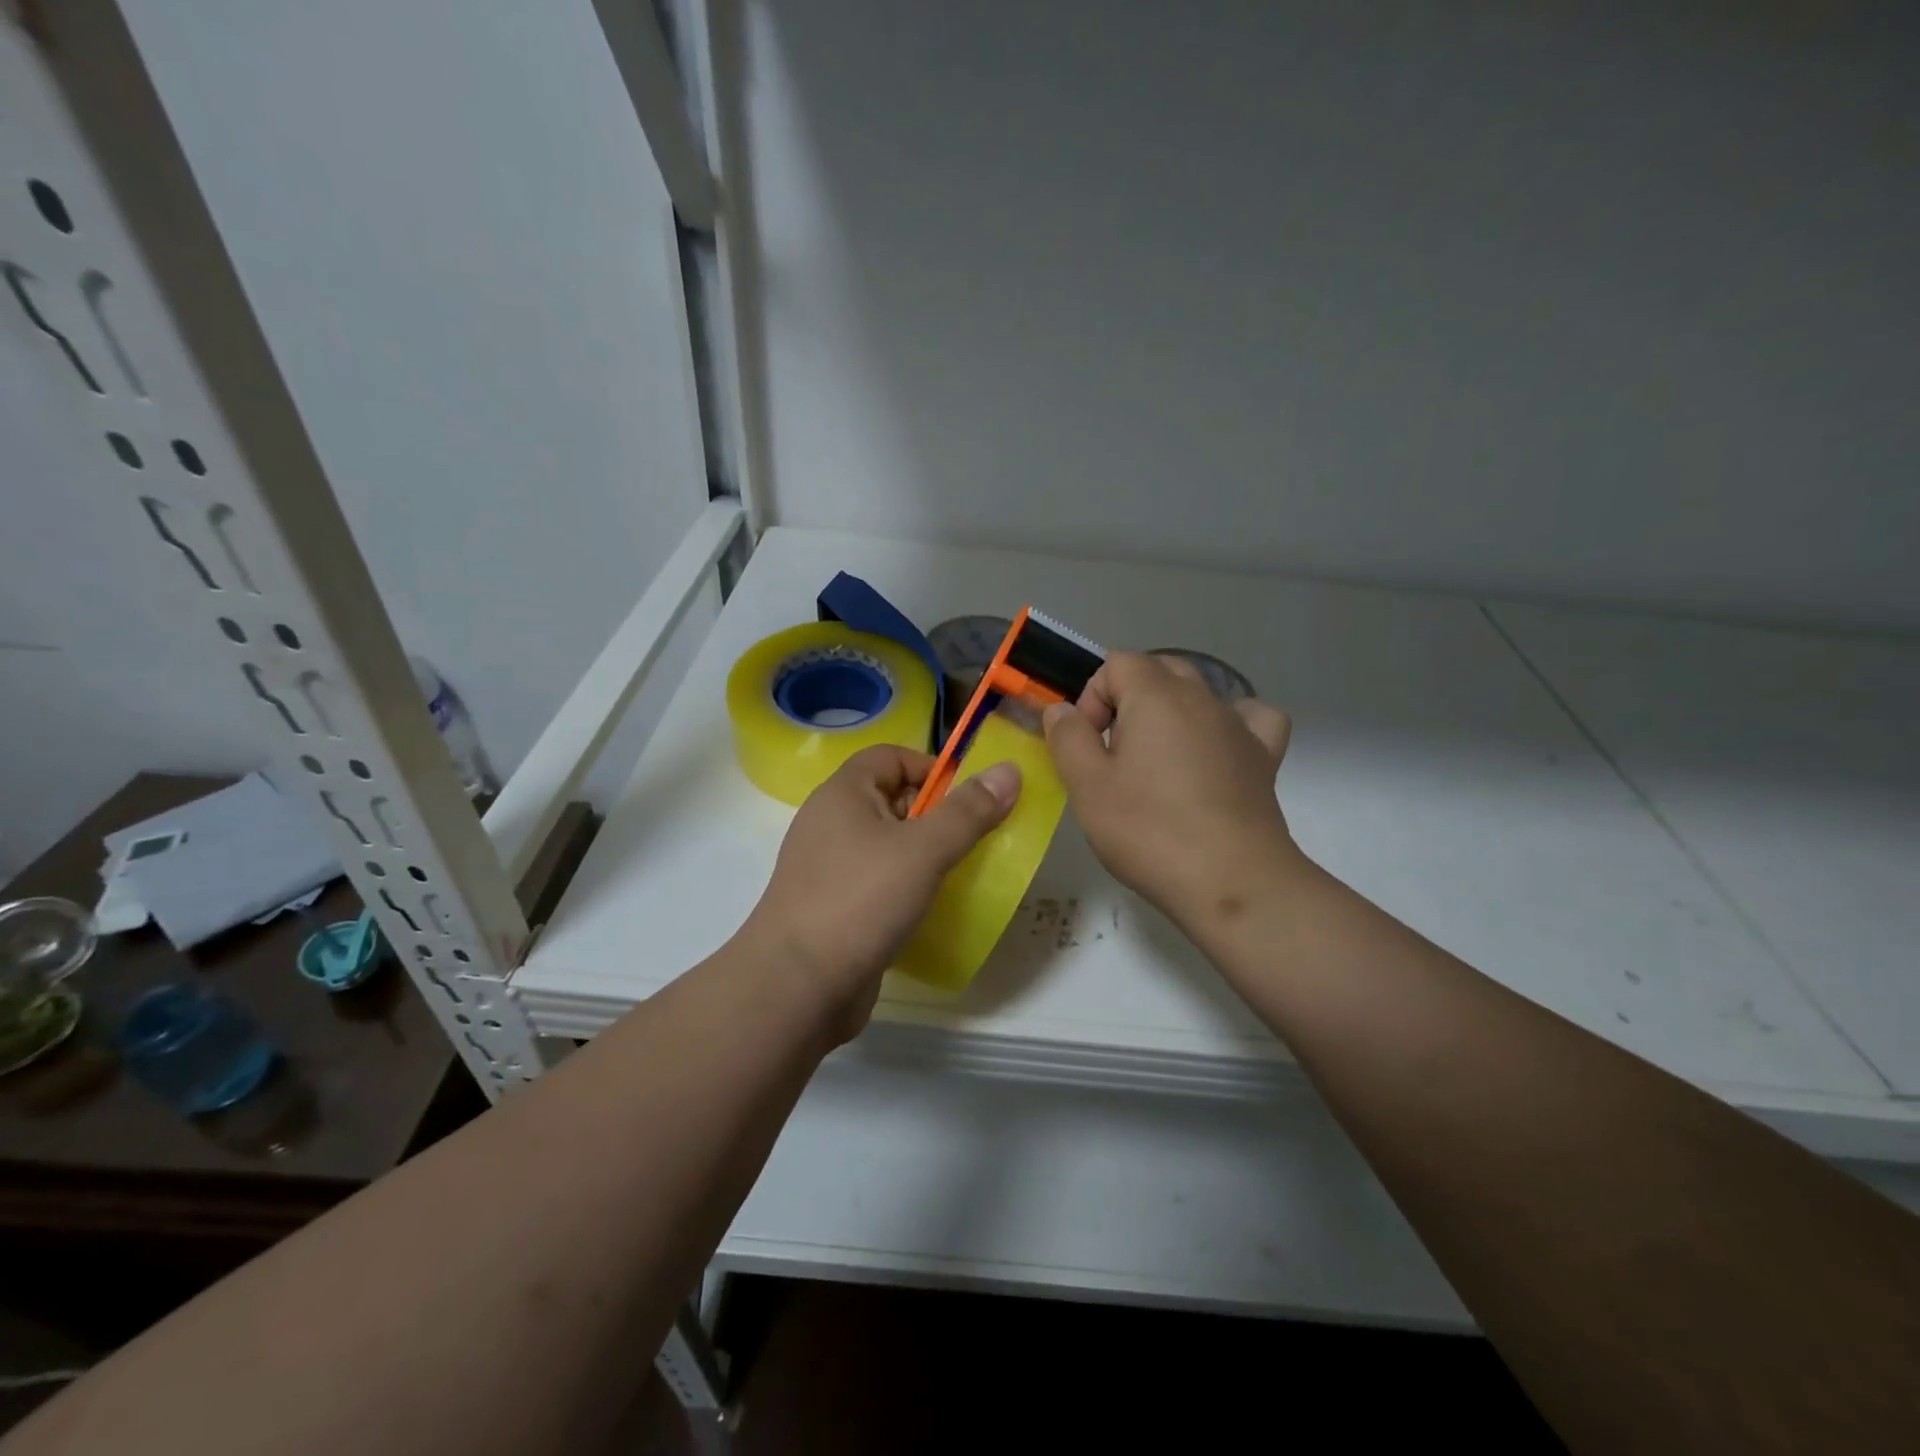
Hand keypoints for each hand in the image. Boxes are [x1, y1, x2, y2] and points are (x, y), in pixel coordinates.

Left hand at [739, 745, 1020, 1036]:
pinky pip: (877, 882)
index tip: (967, 801)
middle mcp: (830, 823)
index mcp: (843, 794)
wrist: (796, 988)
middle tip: (971, 842)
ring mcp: (828, 868)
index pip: (891, 757)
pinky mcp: (834, 907)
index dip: (931, 768)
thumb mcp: (923, 850)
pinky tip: (928, 909)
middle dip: (934, 815)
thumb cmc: (860, 901)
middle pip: (891, 799)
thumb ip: (968, 811)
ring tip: (958, 876)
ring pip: (887, 845)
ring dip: (923, 855)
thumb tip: (1009, 769)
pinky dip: (905, 887)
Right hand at [1043, 651, 1295, 933]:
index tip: (1088, 744)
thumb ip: (1068, 737)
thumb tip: (1061, 709)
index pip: (1117, 663)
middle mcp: (1201, 698)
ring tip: (1157, 757)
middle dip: (1127, 699)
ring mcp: (1238, 725)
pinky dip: (1229, 723)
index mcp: (1156, 696)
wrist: (1232, 881)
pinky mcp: (1263, 757)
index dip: (1093, 697)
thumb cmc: (1149, 830)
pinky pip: (1249, 718)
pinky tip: (1216, 749)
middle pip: (1158, 669)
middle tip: (1113, 753)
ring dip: (1171, 711)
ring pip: (1200, 691)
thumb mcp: (1087, 786)